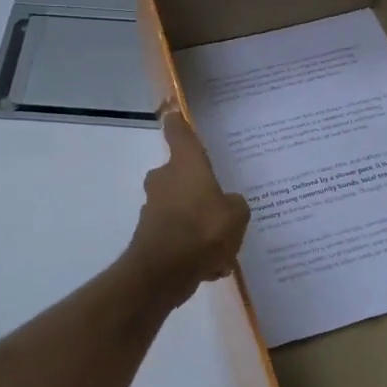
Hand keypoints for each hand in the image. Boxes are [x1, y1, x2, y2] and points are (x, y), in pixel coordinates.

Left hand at [125, 110, 250, 295]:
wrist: (164, 271)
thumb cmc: (203, 230)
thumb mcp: (236, 215)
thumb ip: (234, 204)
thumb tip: (227, 205)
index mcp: (185, 165)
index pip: (178, 133)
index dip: (179, 123)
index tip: (176, 115)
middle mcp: (164, 180)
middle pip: (181, 175)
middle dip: (198, 189)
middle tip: (222, 206)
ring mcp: (153, 208)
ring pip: (181, 208)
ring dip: (197, 222)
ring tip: (223, 248)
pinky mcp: (150, 235)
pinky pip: (178, 235)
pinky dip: (192, 247)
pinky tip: (211, 266)